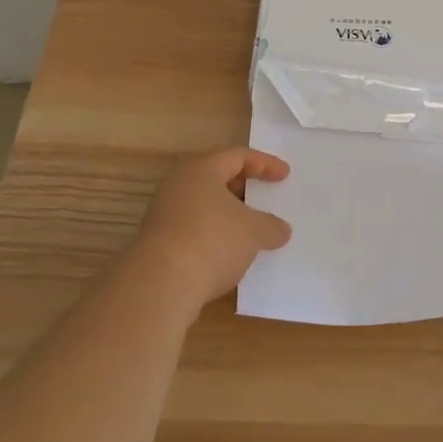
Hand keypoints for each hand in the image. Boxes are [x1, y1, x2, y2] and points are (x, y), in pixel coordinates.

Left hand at [131, 147, 292, 312]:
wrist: (159, 285)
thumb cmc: (212, 241)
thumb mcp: (254, 232)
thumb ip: (271, 226)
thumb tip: (280, 230)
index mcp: (202, 169)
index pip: (238, 155)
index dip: (265, 164)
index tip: (285, 175)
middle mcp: (179, 184)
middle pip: (217, 176)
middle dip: (243, 186)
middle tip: (264, 196)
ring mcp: (164, 213)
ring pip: (204, 204)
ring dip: (228, 213)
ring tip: (250, 228)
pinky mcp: (158, 241)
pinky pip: (194, 227)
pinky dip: (214, 233)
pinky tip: (228, 253)